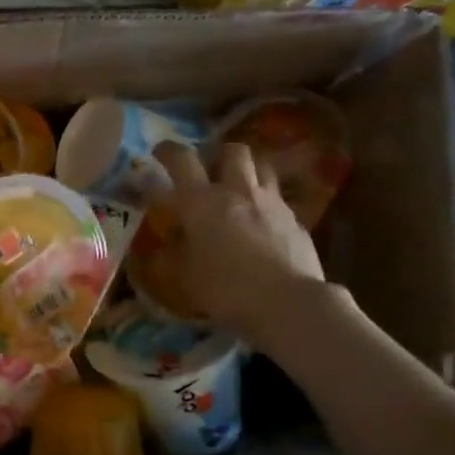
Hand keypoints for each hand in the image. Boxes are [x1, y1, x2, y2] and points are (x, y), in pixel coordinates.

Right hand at [152, 140, 323, 335]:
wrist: (286, 302)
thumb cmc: (224, 288)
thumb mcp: (183, 276)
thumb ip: (170, 254)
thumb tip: (163, 245)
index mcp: (201, 201)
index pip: (181, 160)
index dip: (167, 151)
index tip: (159, 153)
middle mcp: (237, 191)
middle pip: (232, 151)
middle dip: (218, 154)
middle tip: (208, 170)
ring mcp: (271, 203)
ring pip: (262, 167)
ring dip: (248, 171)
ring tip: (239, 188)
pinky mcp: (296, 220)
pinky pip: (279, 199)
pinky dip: (266, 203)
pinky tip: (262, 223)